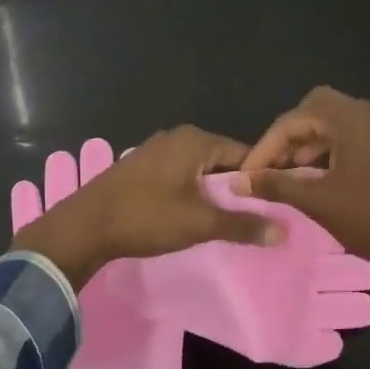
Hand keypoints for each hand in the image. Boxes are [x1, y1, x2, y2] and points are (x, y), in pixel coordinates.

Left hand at [12, 127, 282, 287]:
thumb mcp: (200, 223)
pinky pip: (177, 177)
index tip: (271, 206)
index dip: (259, 180)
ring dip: (210, 194)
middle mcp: (176, 137)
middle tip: (248, 219)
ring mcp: (154, 151)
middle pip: (221, 162)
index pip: (245, 155)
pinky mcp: (139, 168)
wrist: (85, 226)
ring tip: (220, 221)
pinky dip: (188, 193)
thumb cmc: (147, 217)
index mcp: (196, 140)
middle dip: (234, 189)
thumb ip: (243, 225)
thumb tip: (284, 231)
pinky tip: (186, 216)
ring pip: (198, 171)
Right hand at [235, 87, 369, 273]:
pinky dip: (328, 149)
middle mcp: (367, 114)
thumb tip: (238, 181)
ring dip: (307, 142)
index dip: (265, 146)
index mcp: (349, 119)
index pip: (293, 119)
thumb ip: (275, 185)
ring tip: (290, 174)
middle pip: (314, 109)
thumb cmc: (369, 217)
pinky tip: (319, 176)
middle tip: (272, 165)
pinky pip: (350, 136)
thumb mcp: (316, 201)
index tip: (247, 174)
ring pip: (333, 122)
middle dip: (288, 135)